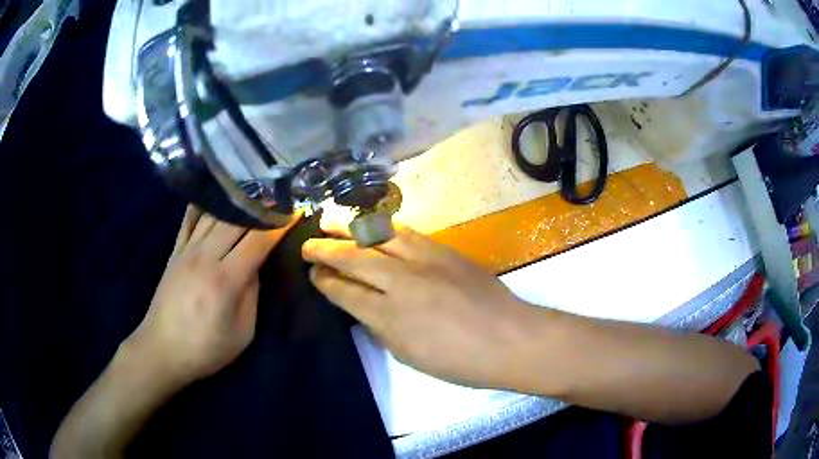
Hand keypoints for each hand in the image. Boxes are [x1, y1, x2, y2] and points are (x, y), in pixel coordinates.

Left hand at [126, 206, 299, 387]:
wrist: (163, 349)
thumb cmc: (206, 348)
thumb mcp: (242, 332)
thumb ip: (251, 294)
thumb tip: (255, 265)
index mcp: (226, 279)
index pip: (258, 240)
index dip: (279, 224)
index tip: (296, 210)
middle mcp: (206, 256)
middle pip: (237, 219)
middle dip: (262, 205)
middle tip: (280, 195)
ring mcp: (187, 250)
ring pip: (214, 213)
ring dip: (236, 200)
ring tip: (254, 190)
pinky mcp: (175, 250)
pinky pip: (189, 218)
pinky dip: (204, 203)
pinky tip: (215, 193)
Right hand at [302, 221, 537, 389]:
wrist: (510, 339)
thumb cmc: (460, 361)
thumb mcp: (410, 355)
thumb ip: (381, 328)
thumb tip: (362, 308)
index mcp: (389, 316)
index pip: (345, 292)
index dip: (325, 281)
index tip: (314, 275)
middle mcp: (400, 282)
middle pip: (353, 258)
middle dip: (325, 250)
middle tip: (308, 244)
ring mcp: (424, 261)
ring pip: (377, 236)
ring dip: (349, 227)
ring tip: (328, 219)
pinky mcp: (444, 250)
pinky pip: (406, 232)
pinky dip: (382, 227)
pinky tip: (371, 224)